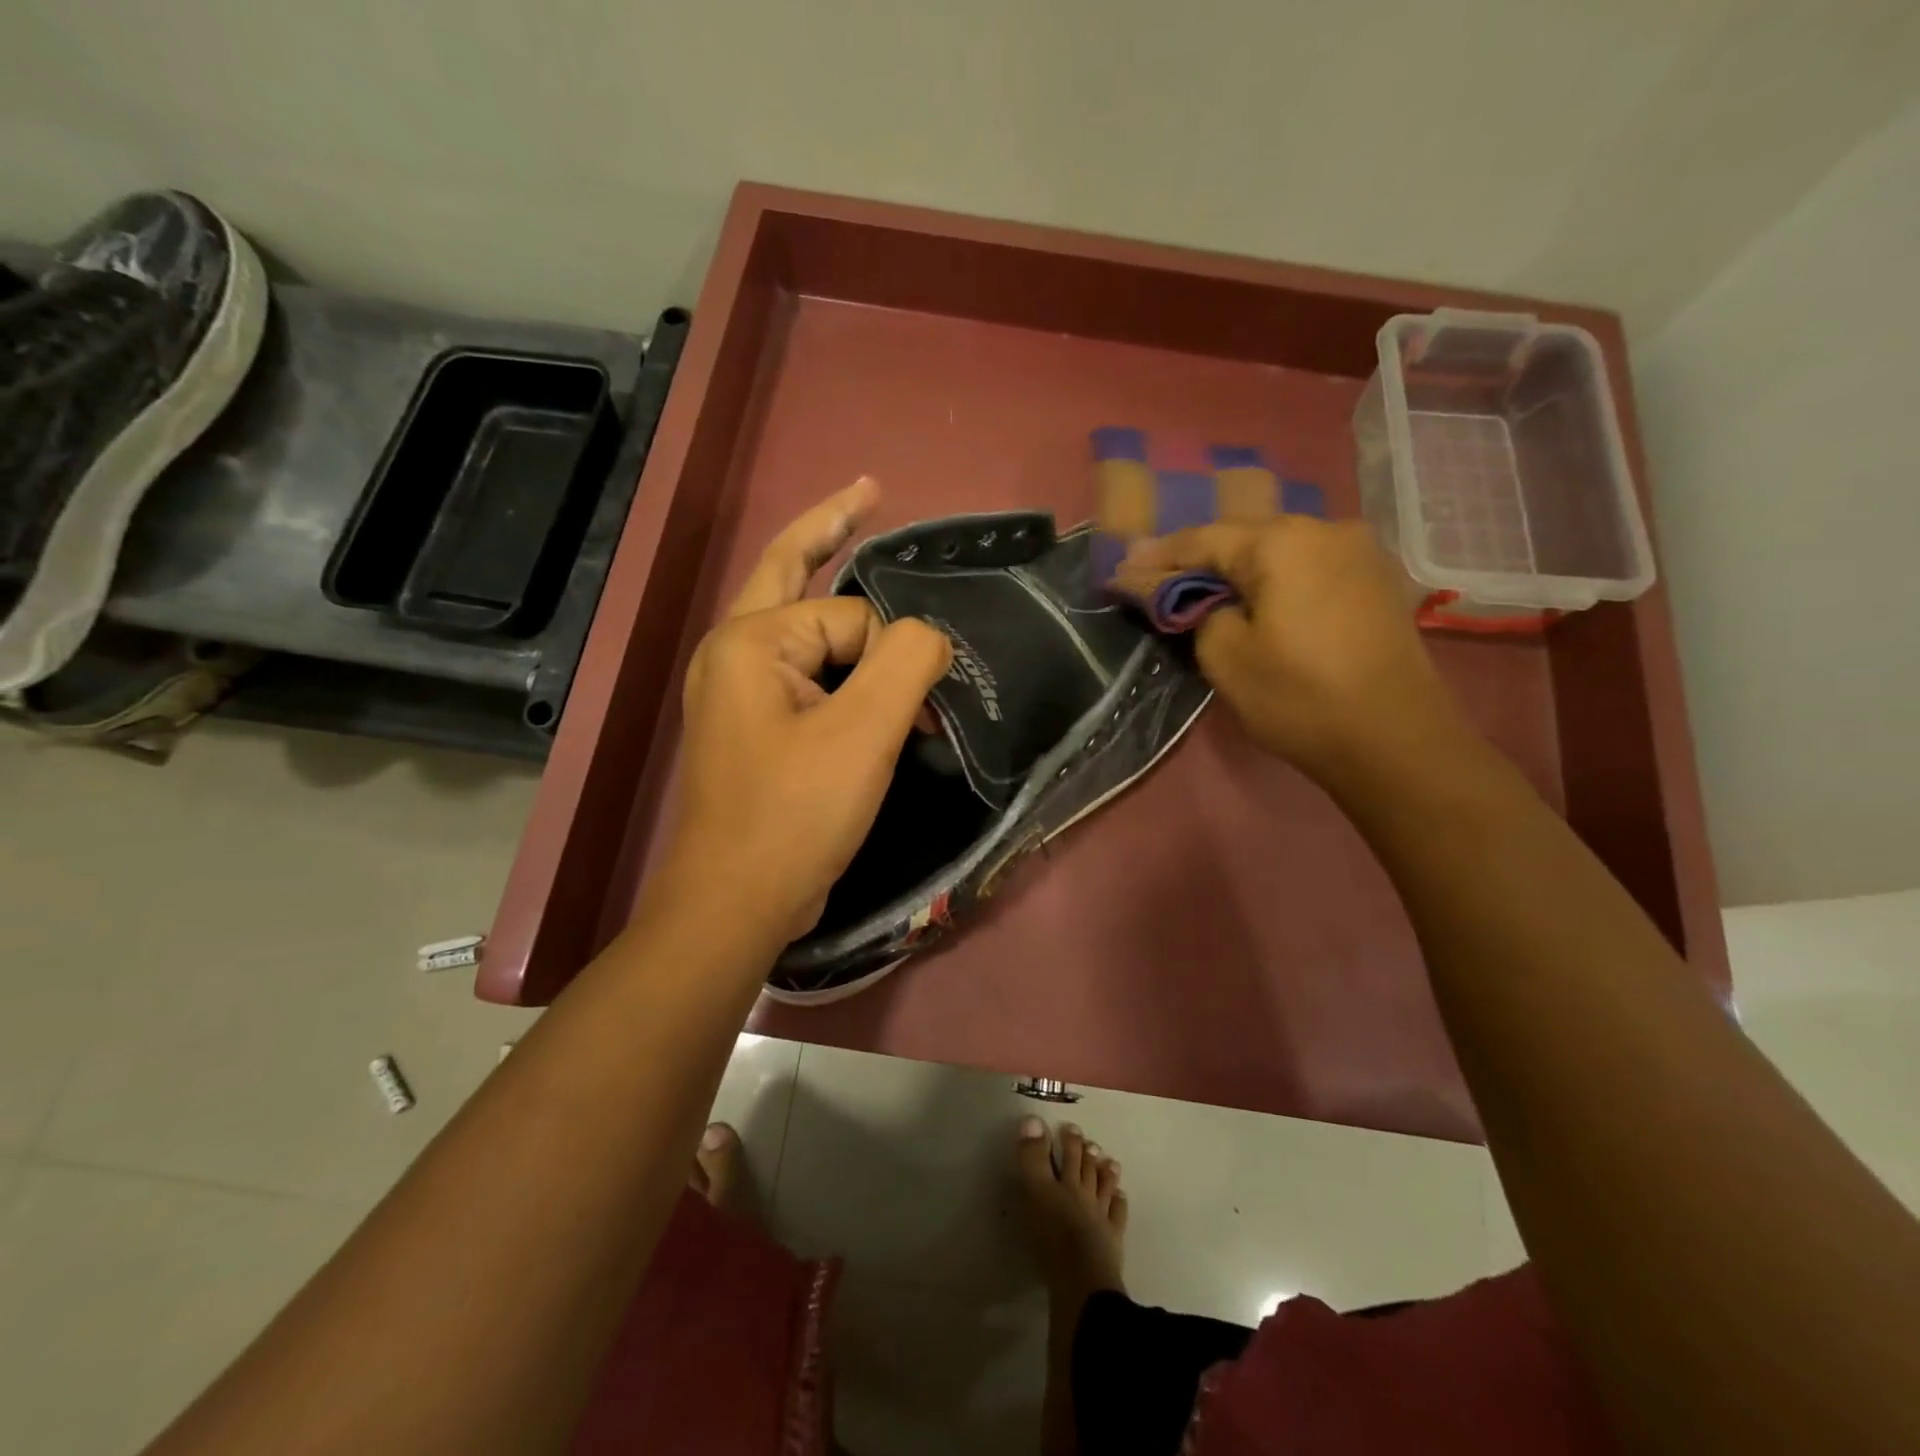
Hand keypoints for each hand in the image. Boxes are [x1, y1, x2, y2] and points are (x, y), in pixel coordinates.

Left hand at [660, 478, 951, 942]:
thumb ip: (907, 660)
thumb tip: (928, 634)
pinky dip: (840, 668)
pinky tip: (865, 675)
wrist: (737, 904)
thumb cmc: (796, 814)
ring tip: (879, 588)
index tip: (919, 709)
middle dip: (833, 528)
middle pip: (792, 572)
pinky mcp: (754, 728)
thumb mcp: (866, 732)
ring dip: (848, 620)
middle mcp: (734, 654)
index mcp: (751, 641)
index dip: (894, 654)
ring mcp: (738, 692)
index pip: (850, 616)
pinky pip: (804, 673)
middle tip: (871, 491)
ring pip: (803, 629)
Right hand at [1115, 517, 1471, 784]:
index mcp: (1282, 542)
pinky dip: (1276, 580)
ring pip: (1279, 552)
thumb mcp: (1225, 657)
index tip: (1121, 571)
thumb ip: (1191, 609)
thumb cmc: (1299, 698)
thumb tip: (1178, 591)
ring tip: (1204, 591)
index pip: (1202, 539)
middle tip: (1158, 580)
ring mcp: (1360, 552)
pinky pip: (1310, 568)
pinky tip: (1259, 600)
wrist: (1396, 741)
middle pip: (1243, 539)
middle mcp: (1325, 529)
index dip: (1157, 558)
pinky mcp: (1378, 581)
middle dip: (1198, 560)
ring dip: (1239, 570)